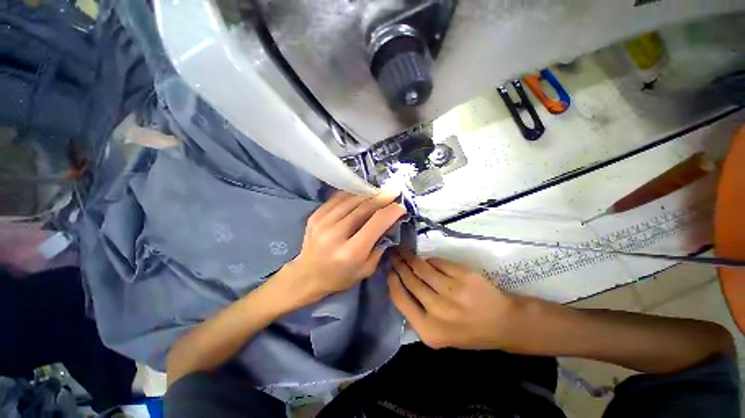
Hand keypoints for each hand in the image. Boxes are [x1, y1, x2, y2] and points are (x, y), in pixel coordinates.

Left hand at [276, 191, 405, 309]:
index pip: (376, 223)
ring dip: (368, 194)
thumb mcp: (366, 269)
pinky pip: (338, 199)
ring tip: (379, 192)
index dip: (391, 212)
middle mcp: (336, 233)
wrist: (307, 275)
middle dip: (382, 197)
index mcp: (351, 251)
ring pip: (351, 199)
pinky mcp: (315, 215)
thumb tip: (389, 223)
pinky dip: (352, 195)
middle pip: (364, 207)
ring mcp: (322, 222)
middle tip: (393, 192)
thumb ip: (379, 245)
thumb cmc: (340, 277)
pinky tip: (361, 194)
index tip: (400, 207)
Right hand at [388, 249, 518, 349]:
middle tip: (392, 255)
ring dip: (410, 258)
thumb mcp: (438, 334)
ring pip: (422, 268)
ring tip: (403, 251)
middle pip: (410, 281)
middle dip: (398, 265)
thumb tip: (399, 284)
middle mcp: (439, 311)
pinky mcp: (464, 276)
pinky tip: (425, 259)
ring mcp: (453, 291)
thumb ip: (416, 314)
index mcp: (429, 330)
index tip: (388, 270)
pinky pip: (438, 262)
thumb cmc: (467, 331)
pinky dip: (429, 260)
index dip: (392, 281)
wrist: (502, 323)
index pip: (400, 300)